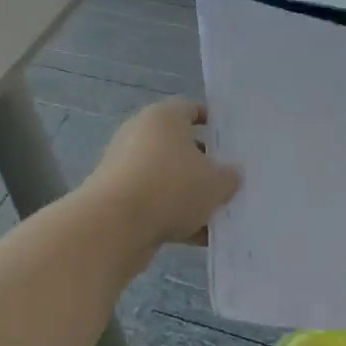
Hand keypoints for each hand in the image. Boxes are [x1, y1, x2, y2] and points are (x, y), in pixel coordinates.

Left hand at [86, 97, 240, 246]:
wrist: (114, 224)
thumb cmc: (171, 187)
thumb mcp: (215, 183)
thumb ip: (229, 177)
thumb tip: (231, 174)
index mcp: (163, 117)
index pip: (191, 109)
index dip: (212, 122)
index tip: (230, 139)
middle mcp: (140, 134)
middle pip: (178, 145)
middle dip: (203, 165)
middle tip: (228, 181)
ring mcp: (124, 166)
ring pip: (166, 177)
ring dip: (188, 195)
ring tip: (217, 215)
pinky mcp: (116, 196)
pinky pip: (153, 201)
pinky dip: (172, 215)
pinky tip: (197, 237)